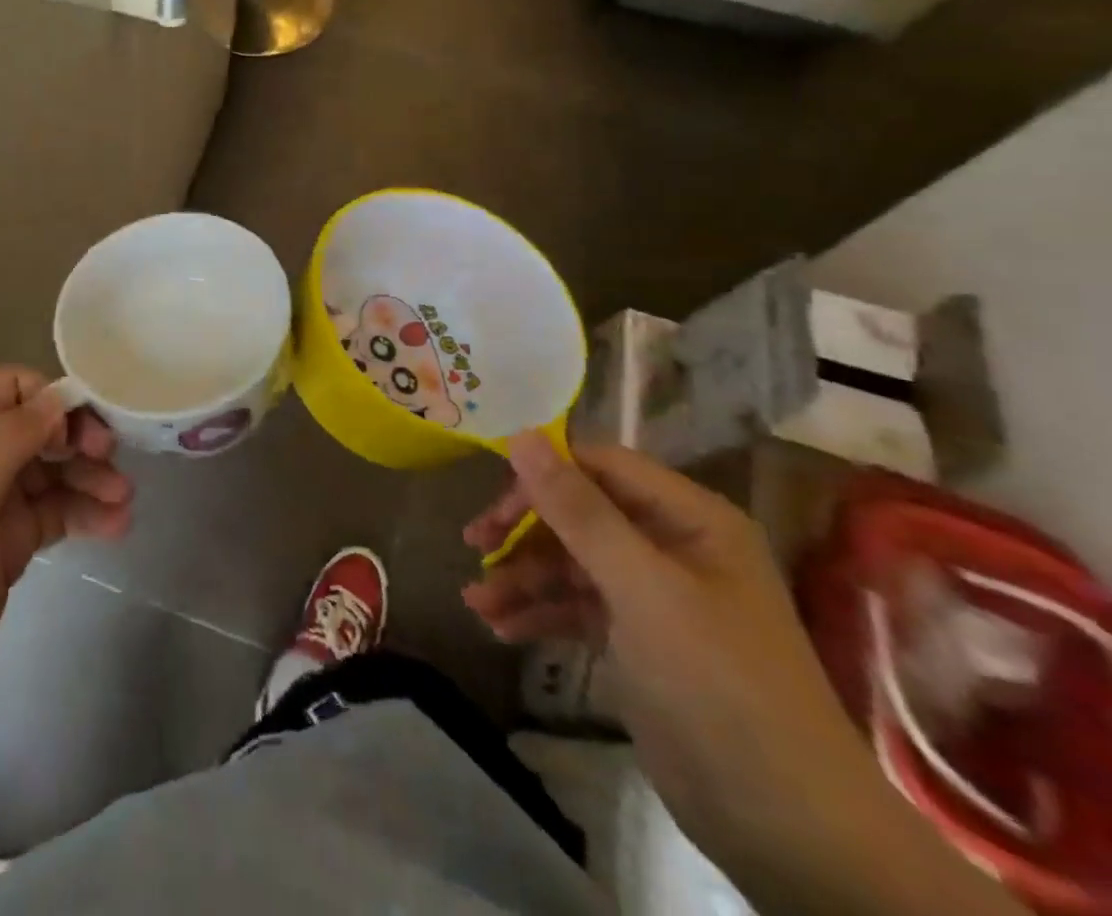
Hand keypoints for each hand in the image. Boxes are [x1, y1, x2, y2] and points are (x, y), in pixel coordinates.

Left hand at [0, 368, 131, 756]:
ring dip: (89, 479)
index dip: (49, 399)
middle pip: (36, 428)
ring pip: (50, 472)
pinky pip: (52, 514)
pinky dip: (83, 514)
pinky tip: (115, 527)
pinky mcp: (5, 547)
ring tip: (125, 502)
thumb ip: (8, 438)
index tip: (82, 432)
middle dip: (78, 440)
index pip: (9, 388)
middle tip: (113, 464)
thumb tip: (58, 397)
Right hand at [461, 436, 900, 892]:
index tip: (494, 500)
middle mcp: (672, 546)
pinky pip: (576, 606)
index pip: (601, 466)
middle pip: (580, 513)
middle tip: (475, 544)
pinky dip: (539, 613)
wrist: (786, 827)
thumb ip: (578, 510)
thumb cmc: (716, 683)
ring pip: (571, 562)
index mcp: (690, 519)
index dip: (544, 475)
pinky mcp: (639, 640)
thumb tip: (521, 435)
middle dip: (524, 530)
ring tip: (476, 603)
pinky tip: (500, 628)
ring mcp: (655, 595)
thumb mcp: (640, 587)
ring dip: (522, 577)